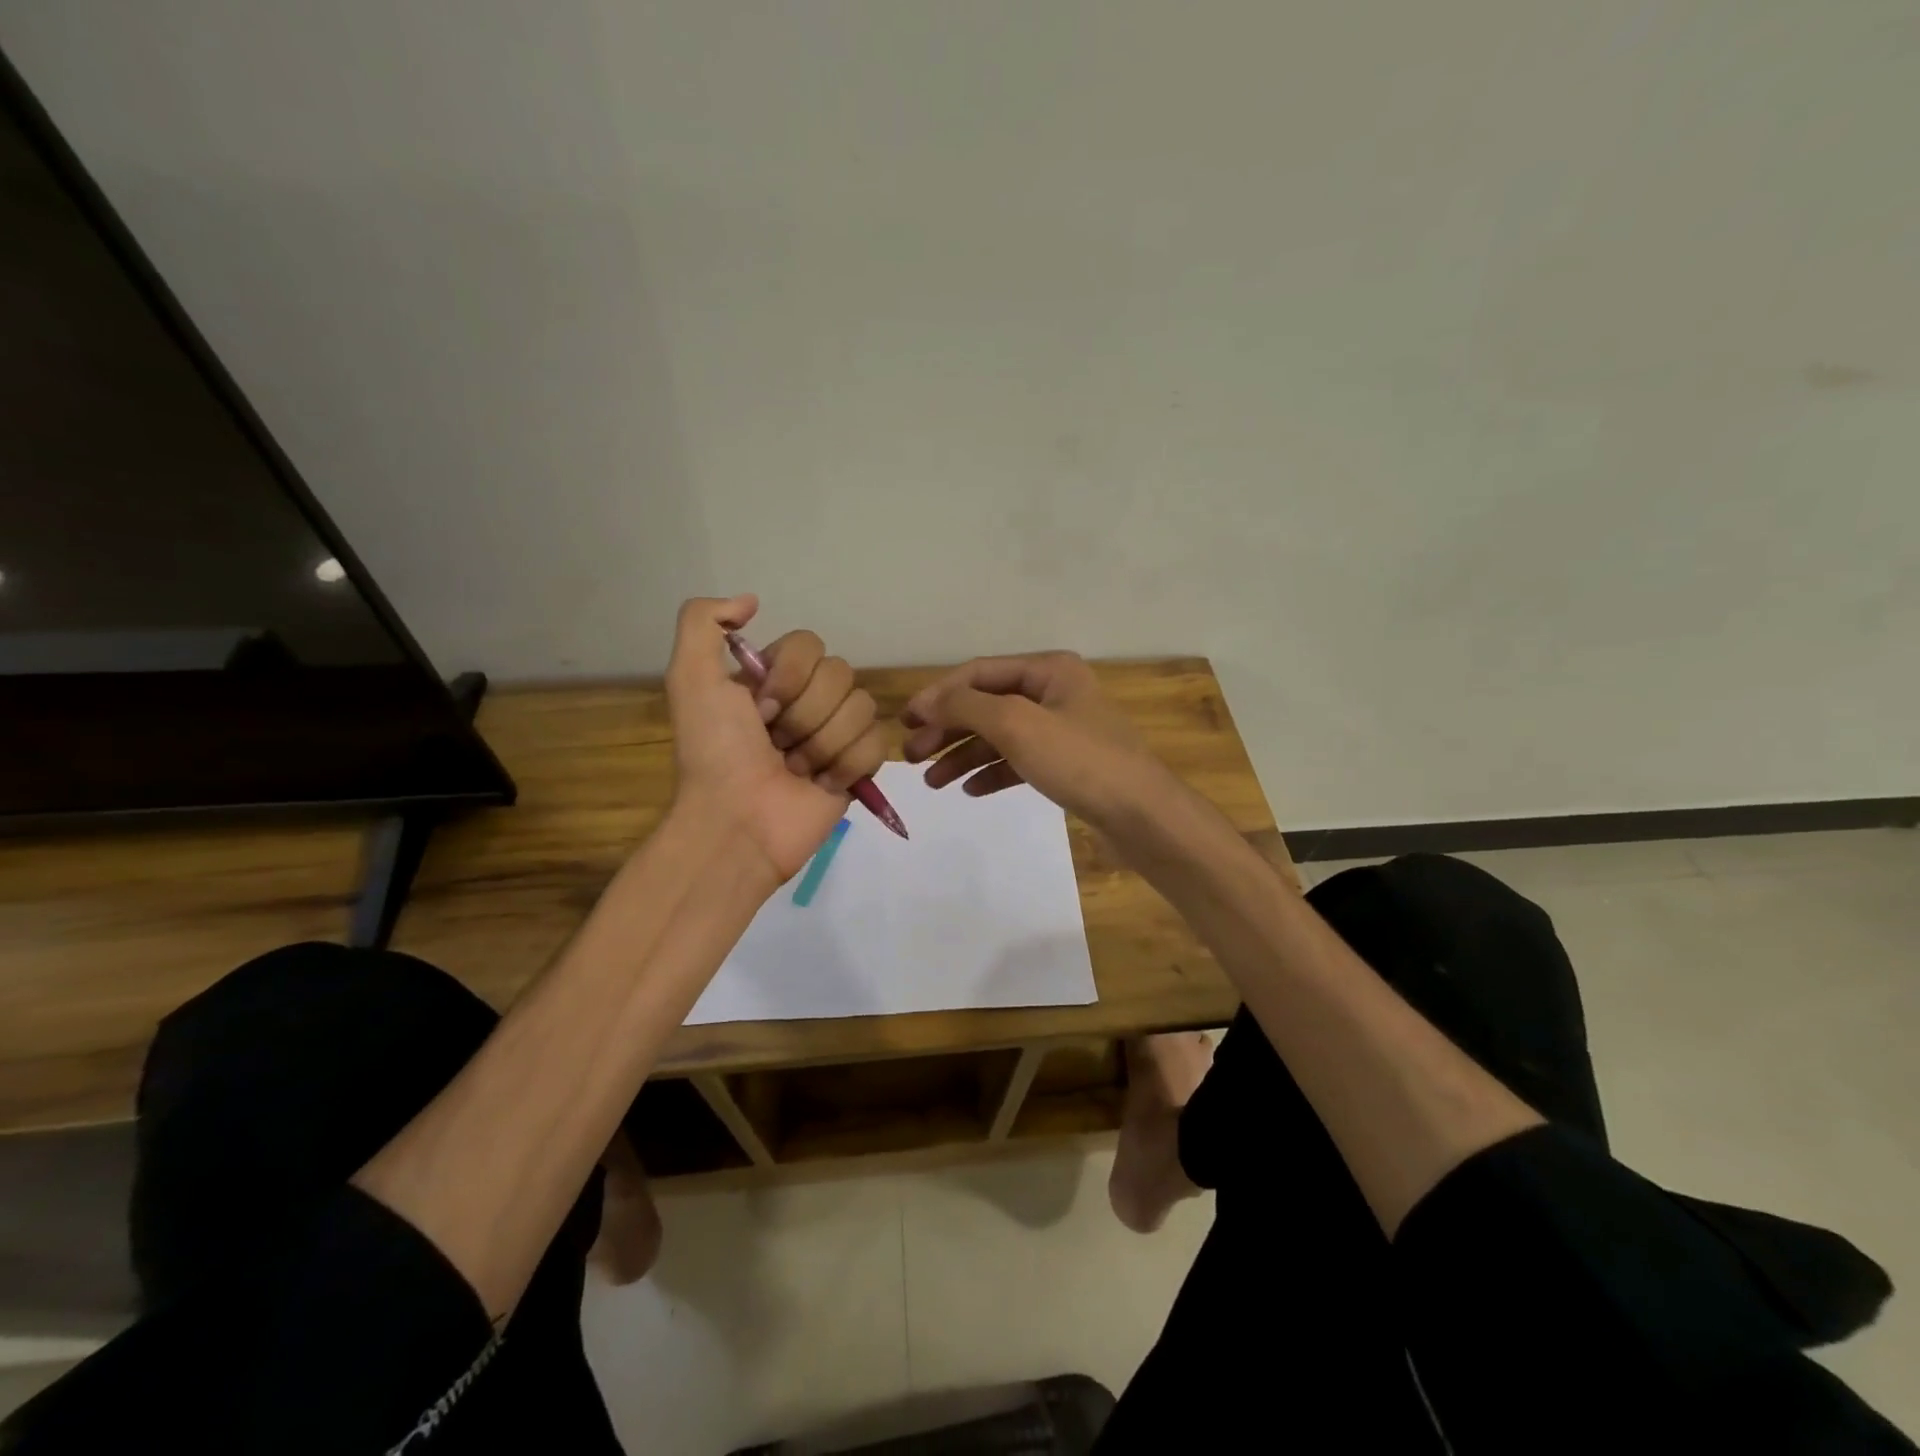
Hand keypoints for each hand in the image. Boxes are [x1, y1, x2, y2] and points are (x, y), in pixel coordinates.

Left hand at [666, 595, 886, 883]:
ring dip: (823, 743)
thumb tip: (751, 600)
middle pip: (841, 675)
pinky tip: (820, 785)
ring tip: (795, 770)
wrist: (737, 824)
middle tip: (777, 745)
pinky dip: (847, 766)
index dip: (790, 676)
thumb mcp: (690, 680)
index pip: (810, 644)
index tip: (760, 710)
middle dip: (805, 715)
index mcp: (773, 679)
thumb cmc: (714, 754)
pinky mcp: (858, 768)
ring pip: (862, 708)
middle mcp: (807, 701)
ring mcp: (836, 735)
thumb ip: (703, 623)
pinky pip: (876, 744)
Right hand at [900, 652, 1182, 837]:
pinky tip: (969, 790)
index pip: (979, 673)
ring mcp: (1062, 730)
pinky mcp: (1067, 765)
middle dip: (948, 729)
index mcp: (1049, 670)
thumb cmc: (1080, 760)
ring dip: (963, 755)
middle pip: (987, 705)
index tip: (904, 722)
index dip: (938, 695)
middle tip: (911, 756)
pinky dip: (991, 773)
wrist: (1142, 816)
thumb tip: (926, 701)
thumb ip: (966, 707)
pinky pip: (1018, 762)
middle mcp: (1055, 693)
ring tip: (932, 782)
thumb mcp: (1017, 725)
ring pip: (1000, 736)